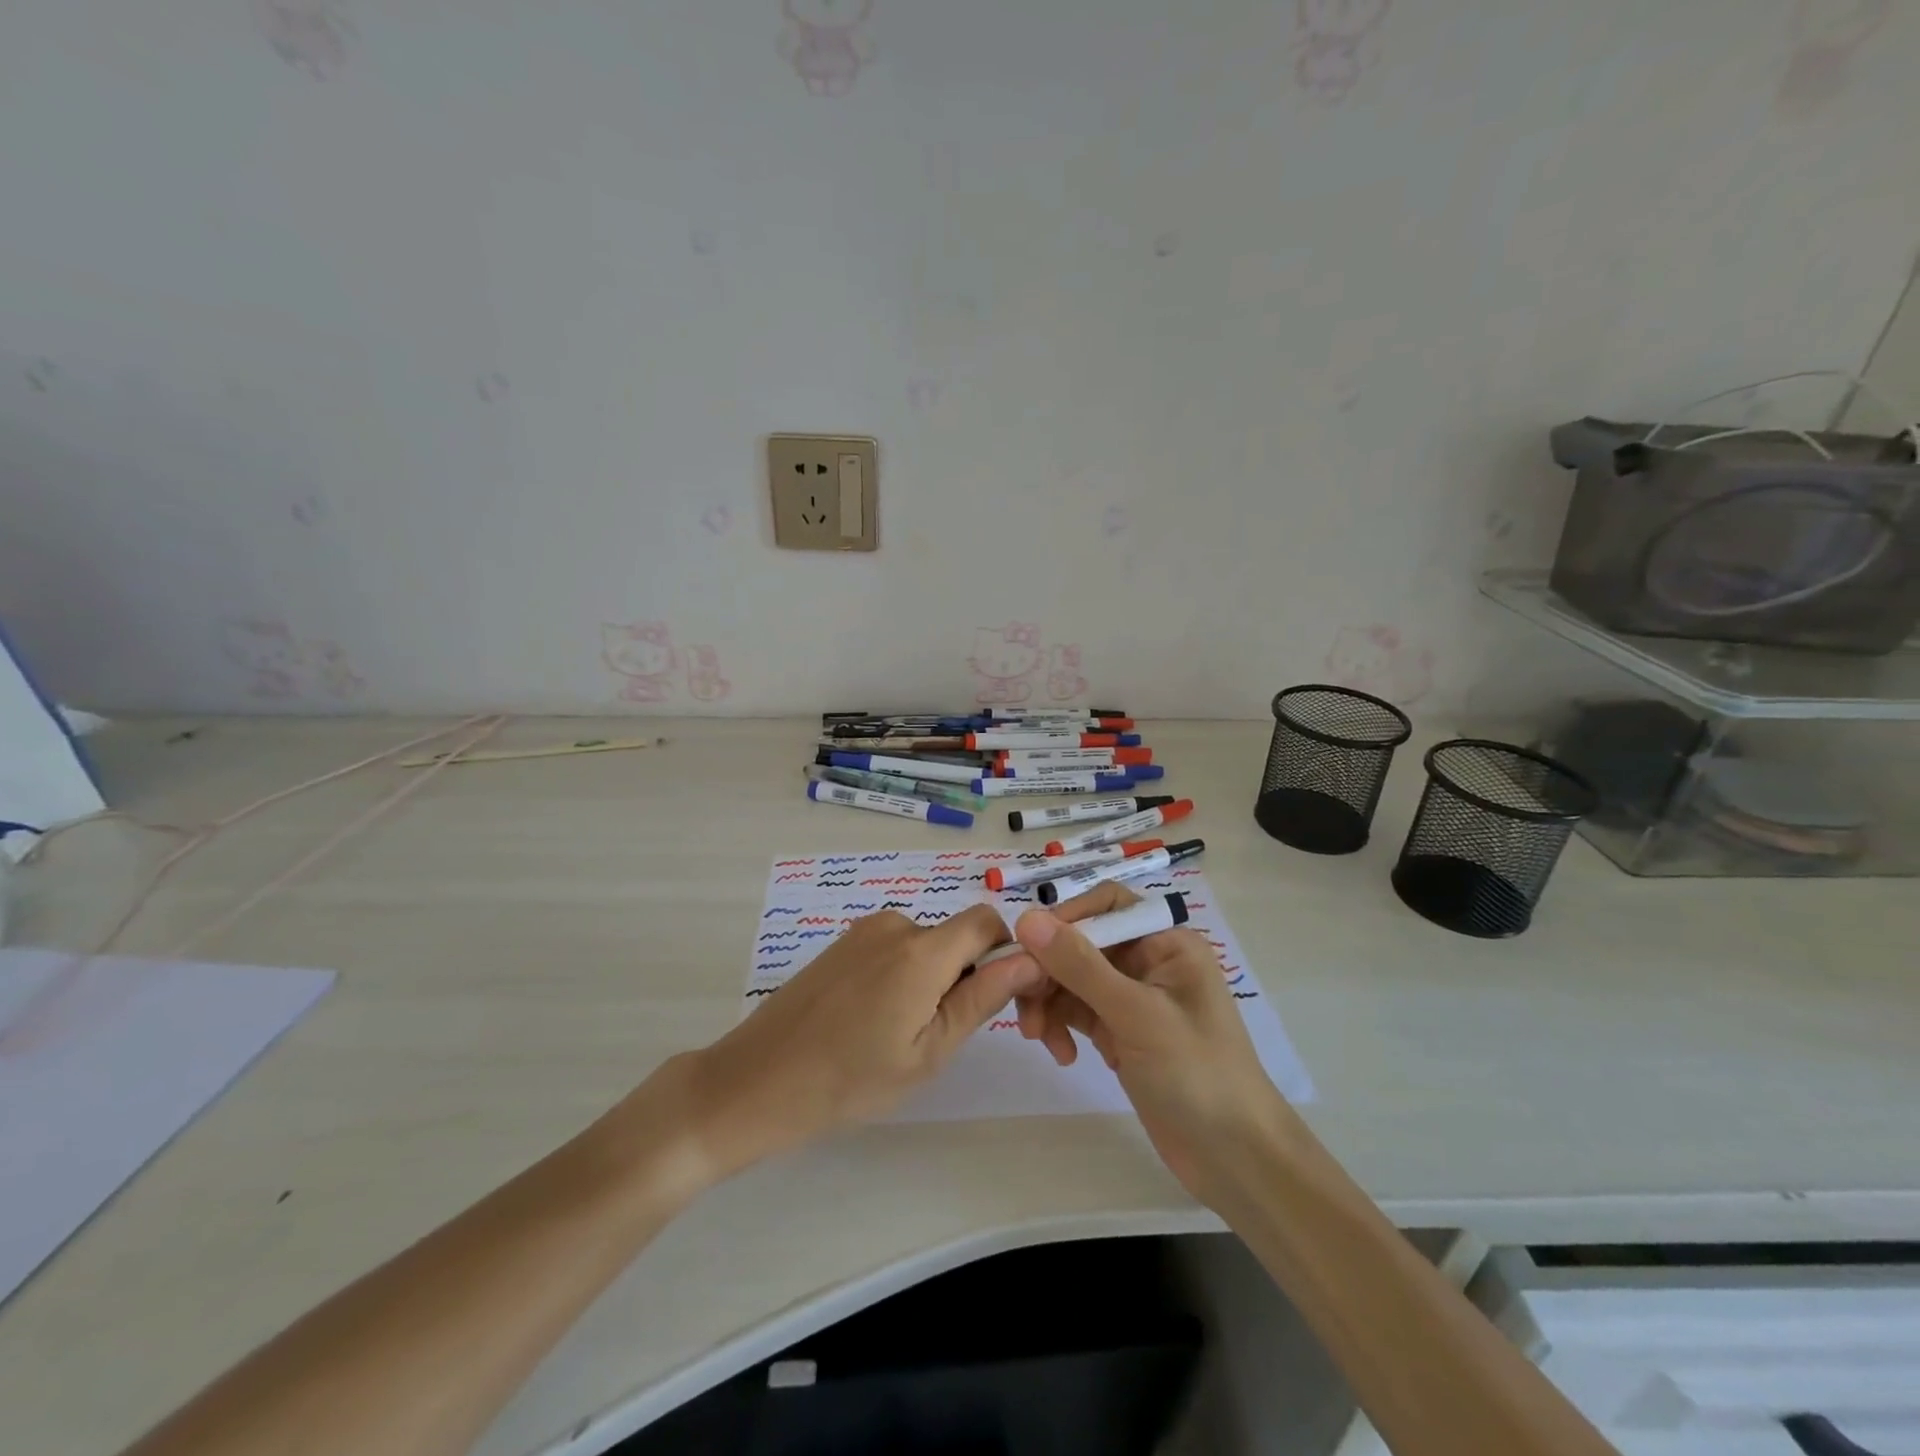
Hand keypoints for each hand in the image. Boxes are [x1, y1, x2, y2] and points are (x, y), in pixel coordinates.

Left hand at [672, 906, 1034, 1178]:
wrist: (755, 1081)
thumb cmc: (849, 1080)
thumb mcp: (928, 1052)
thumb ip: (982, 999)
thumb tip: (1031, 959)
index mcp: (922, 950)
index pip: (986, 920)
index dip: (1005, 952)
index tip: (1001, 999)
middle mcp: (895, 925)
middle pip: (955, 938)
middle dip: (965, 976)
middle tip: (942, 1037)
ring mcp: (863, 932)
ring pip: (925, 947)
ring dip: (931, 980)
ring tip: (901, 1036)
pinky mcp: (842, 944)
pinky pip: (894, 949)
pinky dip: (902, 977)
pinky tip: (873, 1022)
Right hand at [1001, 882, 1295, 1208]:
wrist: (1235, 1159)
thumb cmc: (1197, 1074)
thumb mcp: (1137, 1015)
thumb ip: (1080, 966)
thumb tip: (1027, 919)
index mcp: (1165, 941)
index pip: (1104, 906)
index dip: (1063, 921)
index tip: (1026, 950)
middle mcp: (1148, 960)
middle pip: (1081, 944)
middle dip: (1049, 971)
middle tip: (1023, 1005)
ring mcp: (1133, 997)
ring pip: (1072, 979)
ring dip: (1049, 1002)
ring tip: (1039, 1038)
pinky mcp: (1121, 1031)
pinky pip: (1077, 1011)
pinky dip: (1062, 1025)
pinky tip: (1062, 1054)